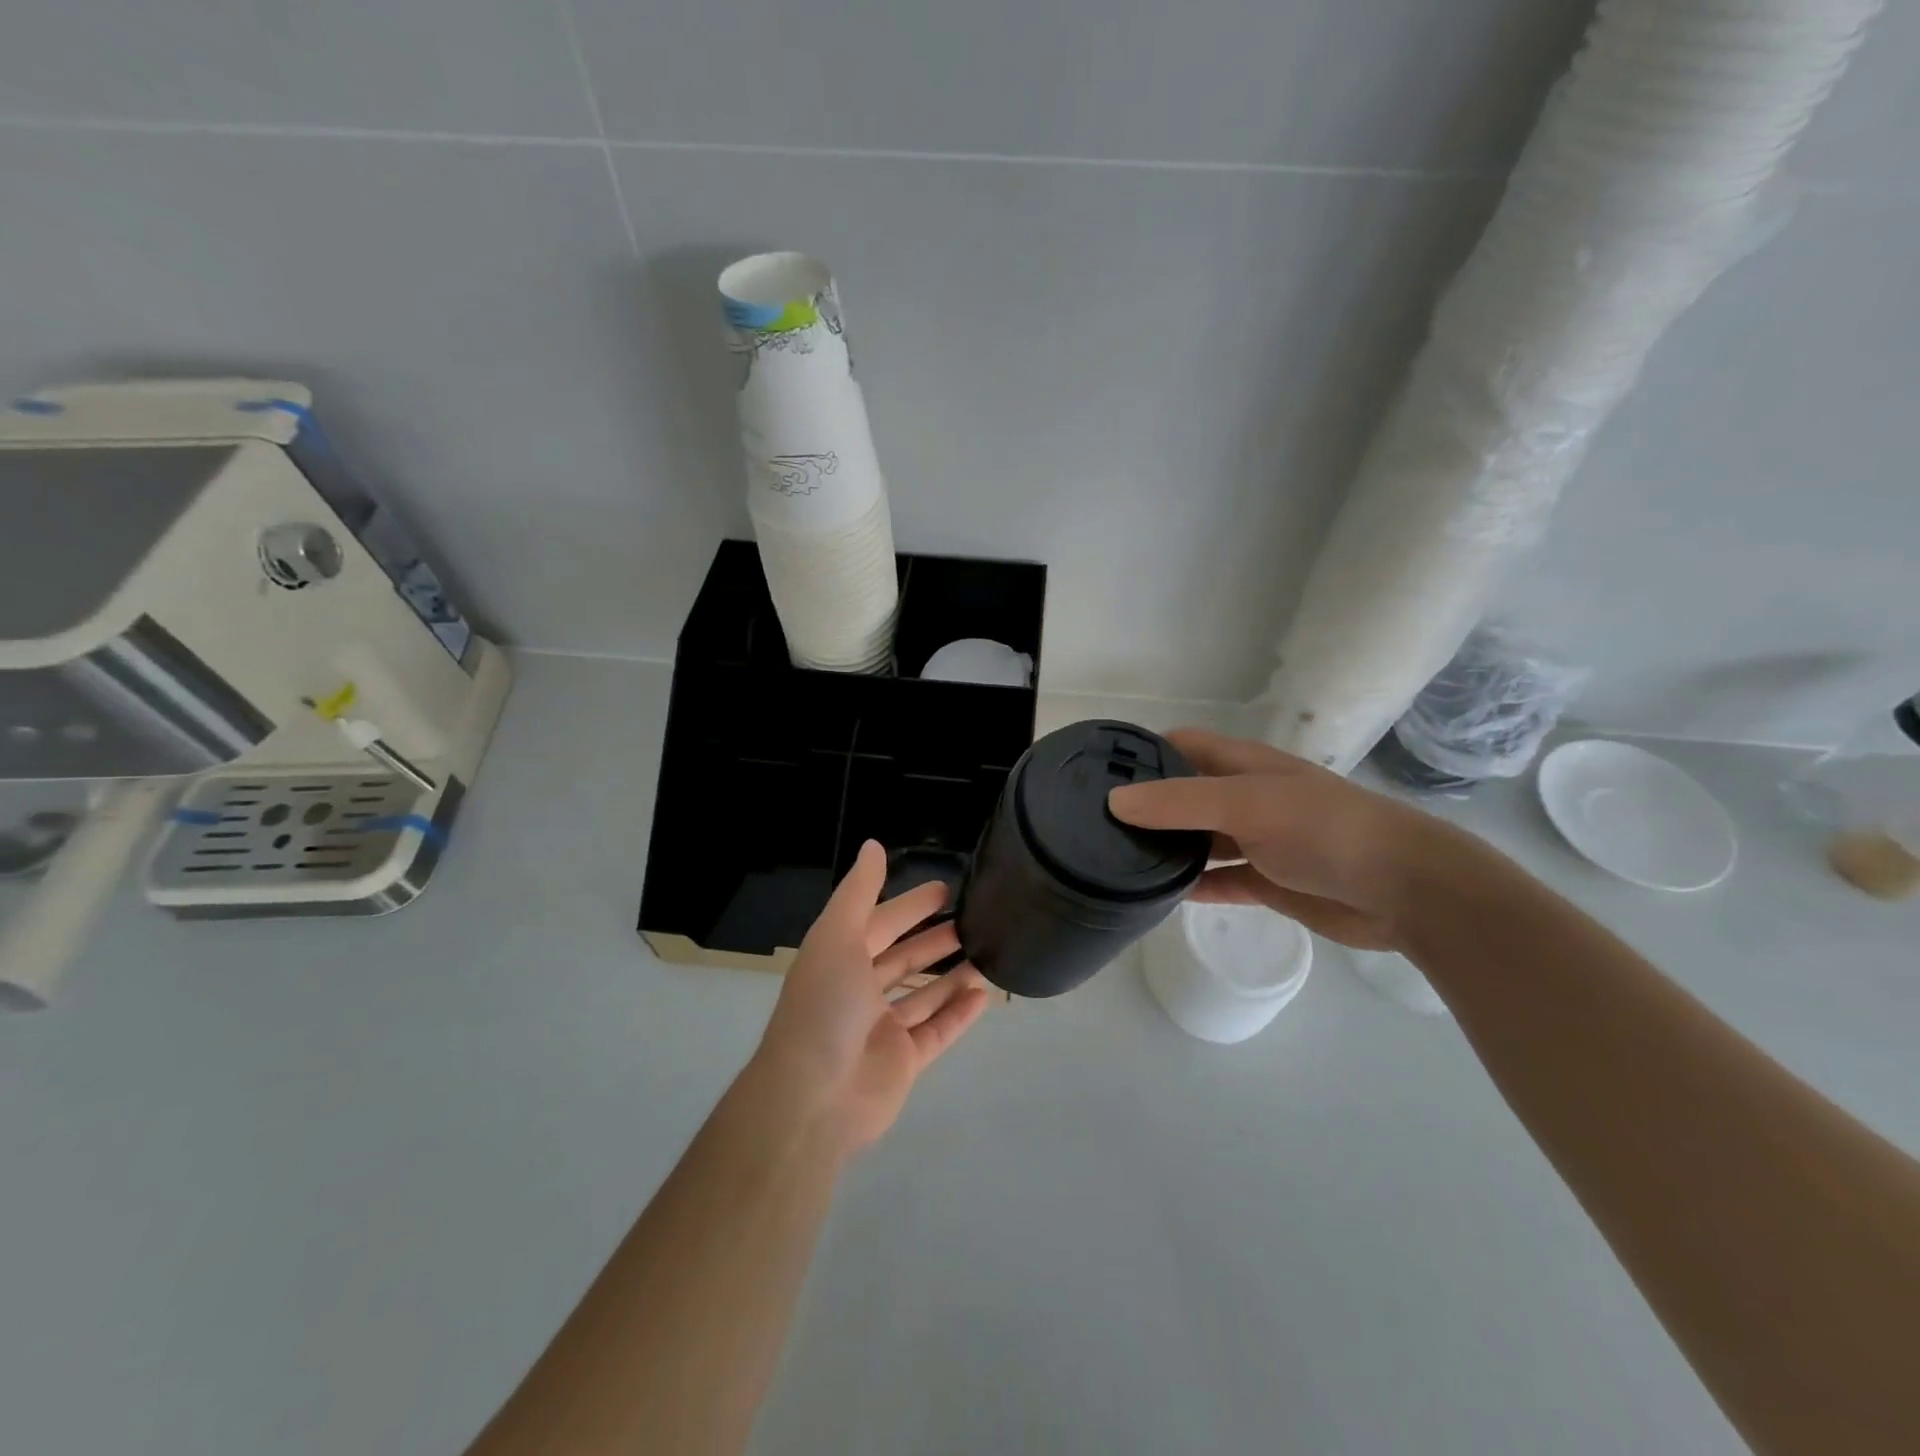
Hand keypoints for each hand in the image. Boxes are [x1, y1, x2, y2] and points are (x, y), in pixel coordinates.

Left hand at [748, 841, 991, 1157]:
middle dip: (934, 939)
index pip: (880, 924)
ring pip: (923, 996)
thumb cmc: (824, 1006)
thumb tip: (873, 845)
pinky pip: (936, 1032)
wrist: (812, 1098)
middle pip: (903, 959)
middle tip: (974, 919)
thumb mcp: (837, 936)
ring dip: (951, 975)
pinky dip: (958, 1014)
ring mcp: (881, 1029)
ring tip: (987, 954)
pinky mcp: (902, 1062)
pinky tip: (984, 996)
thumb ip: (859, 891)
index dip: (910, 906)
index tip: (946, 889)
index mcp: (839, 960)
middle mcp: (859, 992)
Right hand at [1107, 727, 1462, 950]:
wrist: (1403, 890)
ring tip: (1114, 860)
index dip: (1141, 753)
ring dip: (1166, 847)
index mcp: (1243, 765)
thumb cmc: (1323, 830)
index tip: (1094, 772)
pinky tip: (1157, 896)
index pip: (1181, 746)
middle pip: (1184, 795)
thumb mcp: (1246, 804)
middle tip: (1093, 824)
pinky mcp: (1267, 882)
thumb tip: (1114, 801)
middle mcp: (1245, 797)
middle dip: (1145, 805)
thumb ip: (1180, 803)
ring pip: (1199, 840)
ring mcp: (1257, 841)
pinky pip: (1218, 880)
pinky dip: (1192, 886)